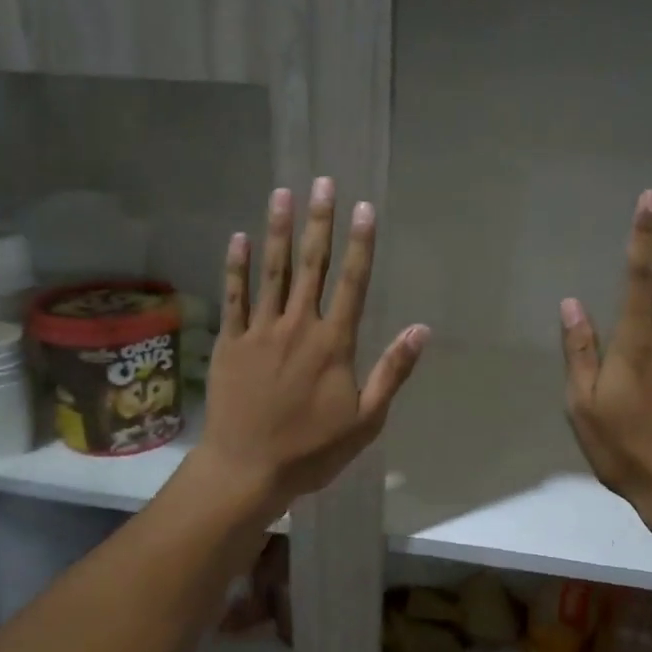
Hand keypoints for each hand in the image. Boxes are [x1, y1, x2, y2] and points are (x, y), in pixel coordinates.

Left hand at [195, 178, 427, 520]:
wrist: (248, 469)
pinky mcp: (230, 343)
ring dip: (278, 231)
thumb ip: (392, 372)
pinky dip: (236, 267)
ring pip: (272, 272)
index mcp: (333, 344)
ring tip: (283, 193)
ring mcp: (260, 332)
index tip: (363, 208)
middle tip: (323, 182)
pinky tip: (239, 238)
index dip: (360, 244)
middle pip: (312, 266)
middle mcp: (298, 327)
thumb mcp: (366, 420)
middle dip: (319, 222)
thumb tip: (421, 330)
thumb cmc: (312, 450)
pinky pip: (233, 297)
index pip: (352, 283)